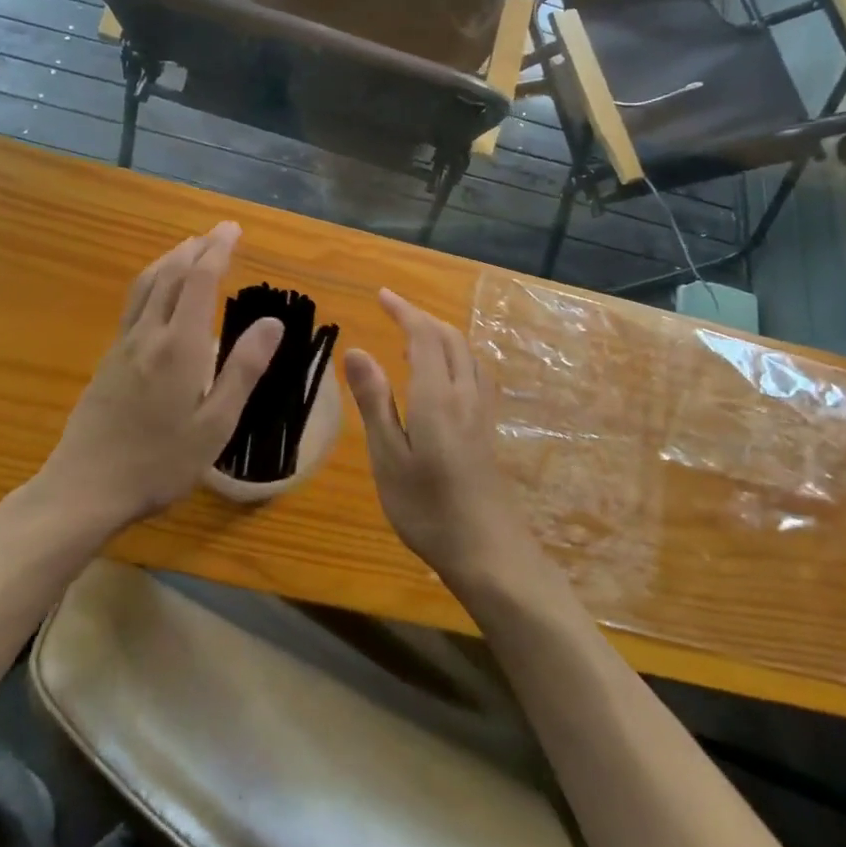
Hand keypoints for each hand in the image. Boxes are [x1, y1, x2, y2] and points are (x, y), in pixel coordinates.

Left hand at [27, 222, 281, 537]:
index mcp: (180, 345)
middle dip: (196, 247)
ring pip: (146, 285)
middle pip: (170, 274)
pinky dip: (152, 281)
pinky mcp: (108, 359)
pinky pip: (133, 303)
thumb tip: (272, 322)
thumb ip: (243, 369)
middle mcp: (149, 334)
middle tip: (217, 232)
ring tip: (188, 247)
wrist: (84, 488)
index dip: (217, 250)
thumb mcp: (215, 423)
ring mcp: (123, 345)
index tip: (232, 229)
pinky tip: (157, 293)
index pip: (200, 280)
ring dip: (169, 259)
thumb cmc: (159, 461)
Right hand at [342, 289, 537, 588]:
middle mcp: (465, 393)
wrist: (488, 551)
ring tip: (414, 338)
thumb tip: (357, 350)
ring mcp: (482, 411)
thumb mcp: (388, 457)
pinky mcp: (488, 429)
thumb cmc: (427, 508)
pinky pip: (474, 373)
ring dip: (441, 335)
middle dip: (422, 318)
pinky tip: (445, 376)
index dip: (404, 311)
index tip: (381, 295)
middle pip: (450, 338)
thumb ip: (374, 401)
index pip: (424, 336)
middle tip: (393, 311)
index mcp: (438, 395)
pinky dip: (456, 356)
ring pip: (466, 354)